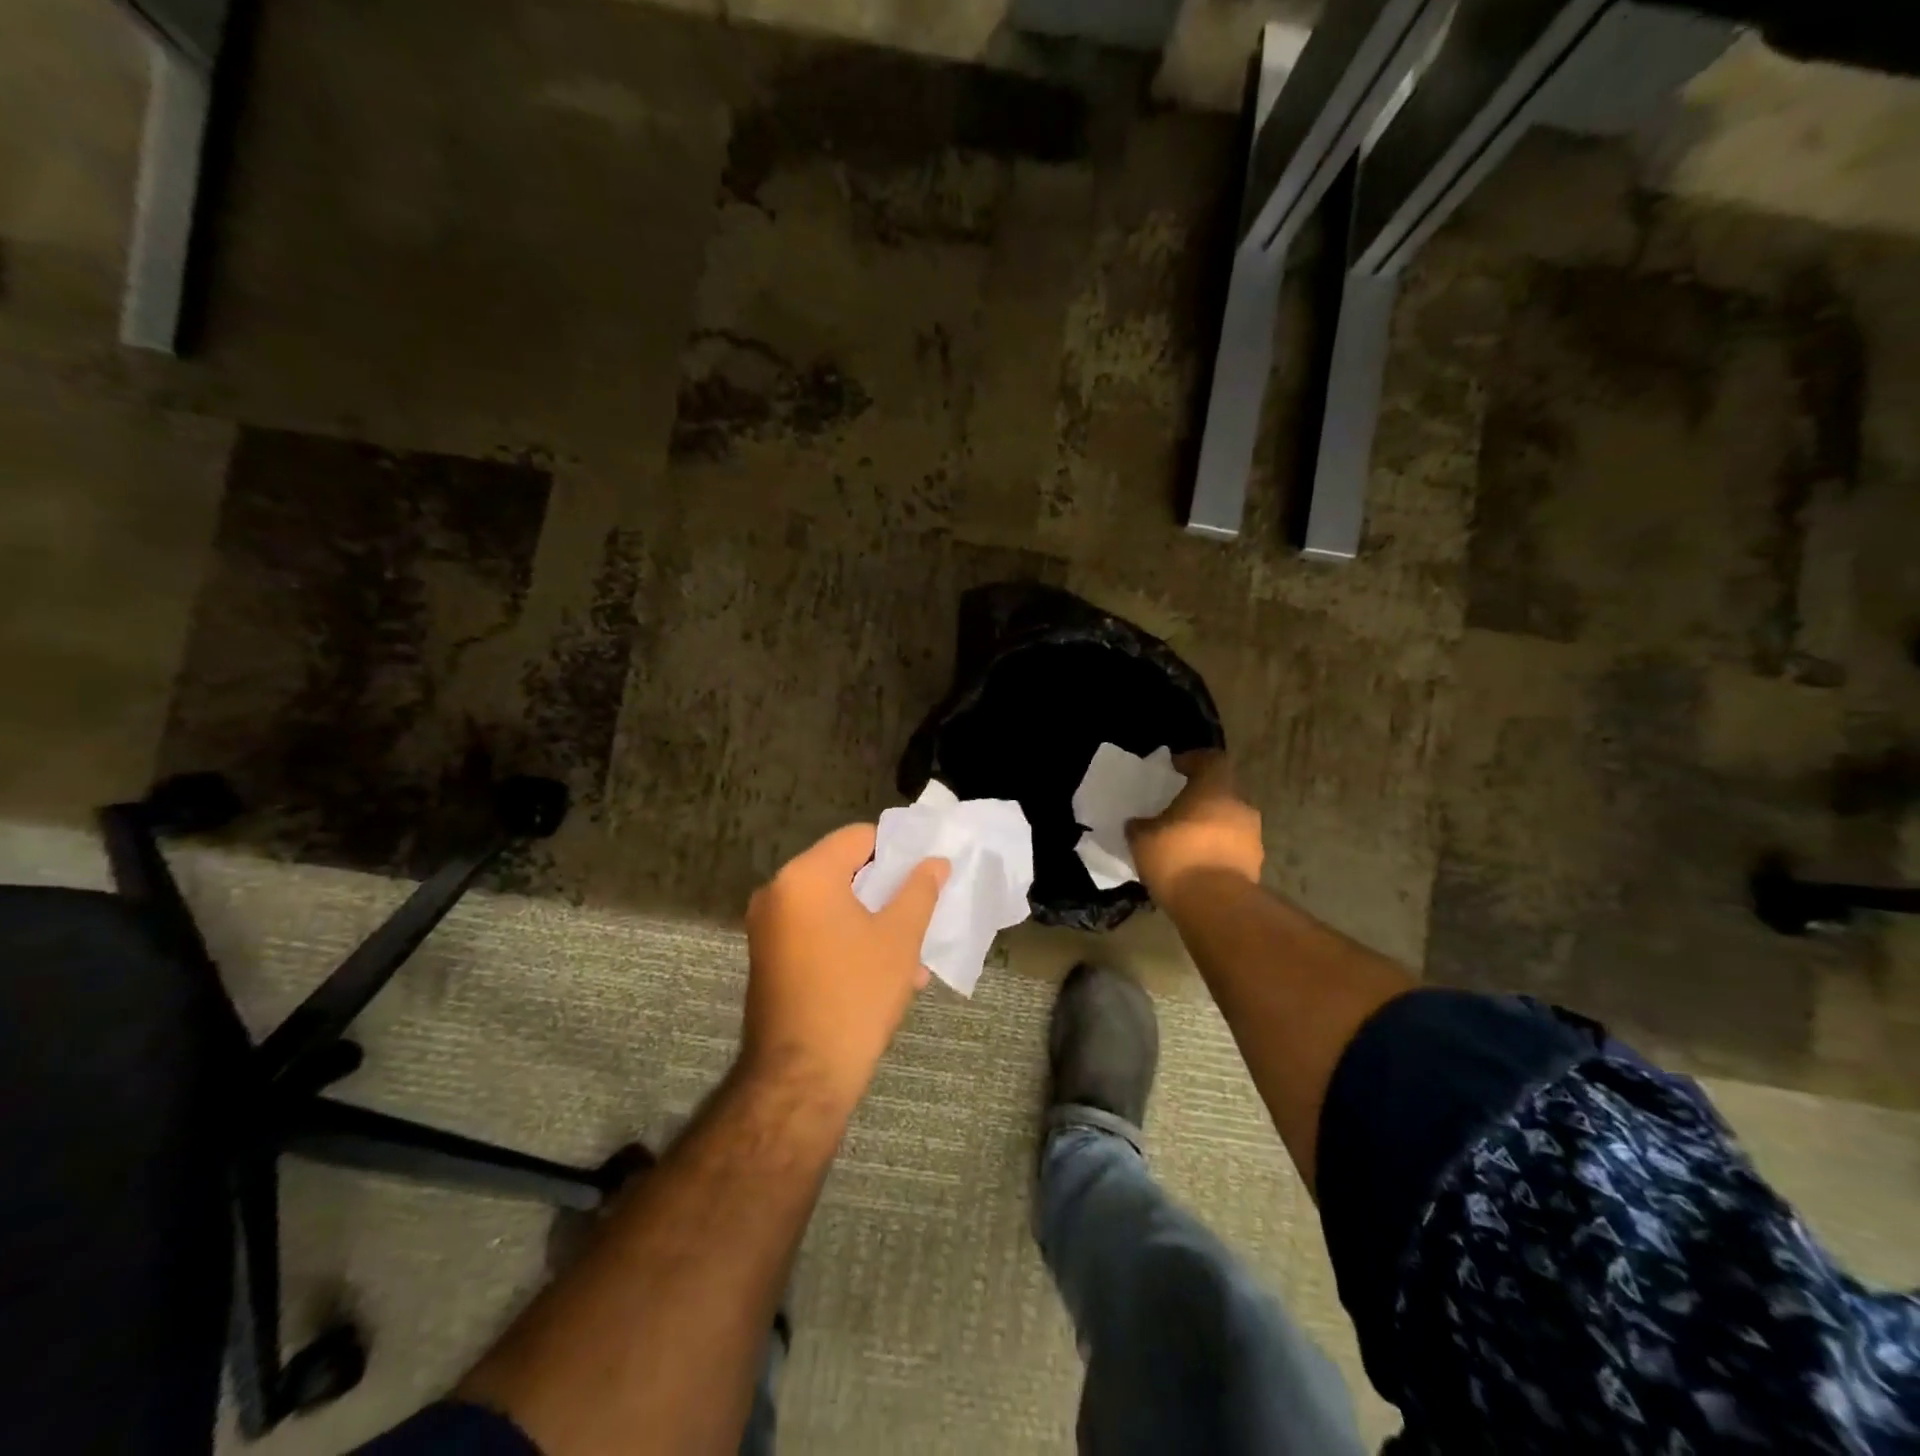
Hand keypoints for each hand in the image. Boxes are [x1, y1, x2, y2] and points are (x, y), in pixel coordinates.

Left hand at [740, 824, 948, 1114]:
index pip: (858, 838)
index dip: (897, 850)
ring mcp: (767, 927)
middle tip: (921, 913)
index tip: (925, 874)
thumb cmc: (856, 995)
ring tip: (910, 955)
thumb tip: (936, 862)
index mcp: (806, 875)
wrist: (801, 1077)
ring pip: (832, 906)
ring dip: (871, 922)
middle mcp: (777, 891)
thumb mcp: (899, 938)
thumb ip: (920, 890)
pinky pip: (815, 932)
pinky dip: (847, 940)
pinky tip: (883, 974)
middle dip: (886, 892)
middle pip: (843, 871)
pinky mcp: (768, 957)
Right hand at [1126, 751, 1263, 904]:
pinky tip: (1195, 865)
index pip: (1212, 760)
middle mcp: (1240, 807)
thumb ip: (1139, 825)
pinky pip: (1232, 848)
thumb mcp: (1142, 839)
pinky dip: (1216, 851)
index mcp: (1215, 789)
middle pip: (1222, 792)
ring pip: (1229, 822)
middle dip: (1201, 798)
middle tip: (1176, 808)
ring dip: (1210, 827)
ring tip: (1184, 841)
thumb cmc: (1177, 858)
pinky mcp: (1255, 866)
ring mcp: (1253, 838)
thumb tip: (1137, 823)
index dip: (1193, 760)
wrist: (1216, 906)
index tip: (1175, 769)